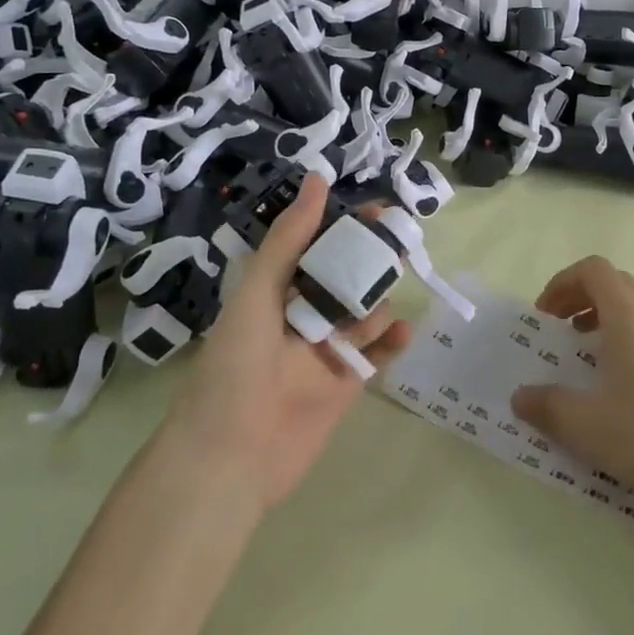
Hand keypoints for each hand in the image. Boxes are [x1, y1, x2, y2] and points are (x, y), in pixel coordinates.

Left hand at [166, 174, 411, 508]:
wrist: (229, 456)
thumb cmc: (235, 365)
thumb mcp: (257, 292)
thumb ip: (290, 239)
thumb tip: (317, 178)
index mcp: (274, 292)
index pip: (317, 247)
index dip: (345, 226)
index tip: (378, 210)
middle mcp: (301, 316)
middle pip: (346, 278)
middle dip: (371, 259)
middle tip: (399, 241)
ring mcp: (325, 351)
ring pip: (364, 313)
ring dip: (379, 300)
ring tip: (392, 291)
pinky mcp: (345, 384)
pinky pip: (376, 354)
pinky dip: (392, 340)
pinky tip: (404, 329)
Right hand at [511, 256, 633, 514]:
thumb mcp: (585, 426)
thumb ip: (546, 405)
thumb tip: (521, 397)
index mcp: (630, 316)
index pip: (594, 270)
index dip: (562, 283)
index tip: (545, 317)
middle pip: (616, 285)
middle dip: (581, 301)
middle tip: (560, 334)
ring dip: (607, 321)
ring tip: (590, 360)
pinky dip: (633, 342)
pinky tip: (629, 387)